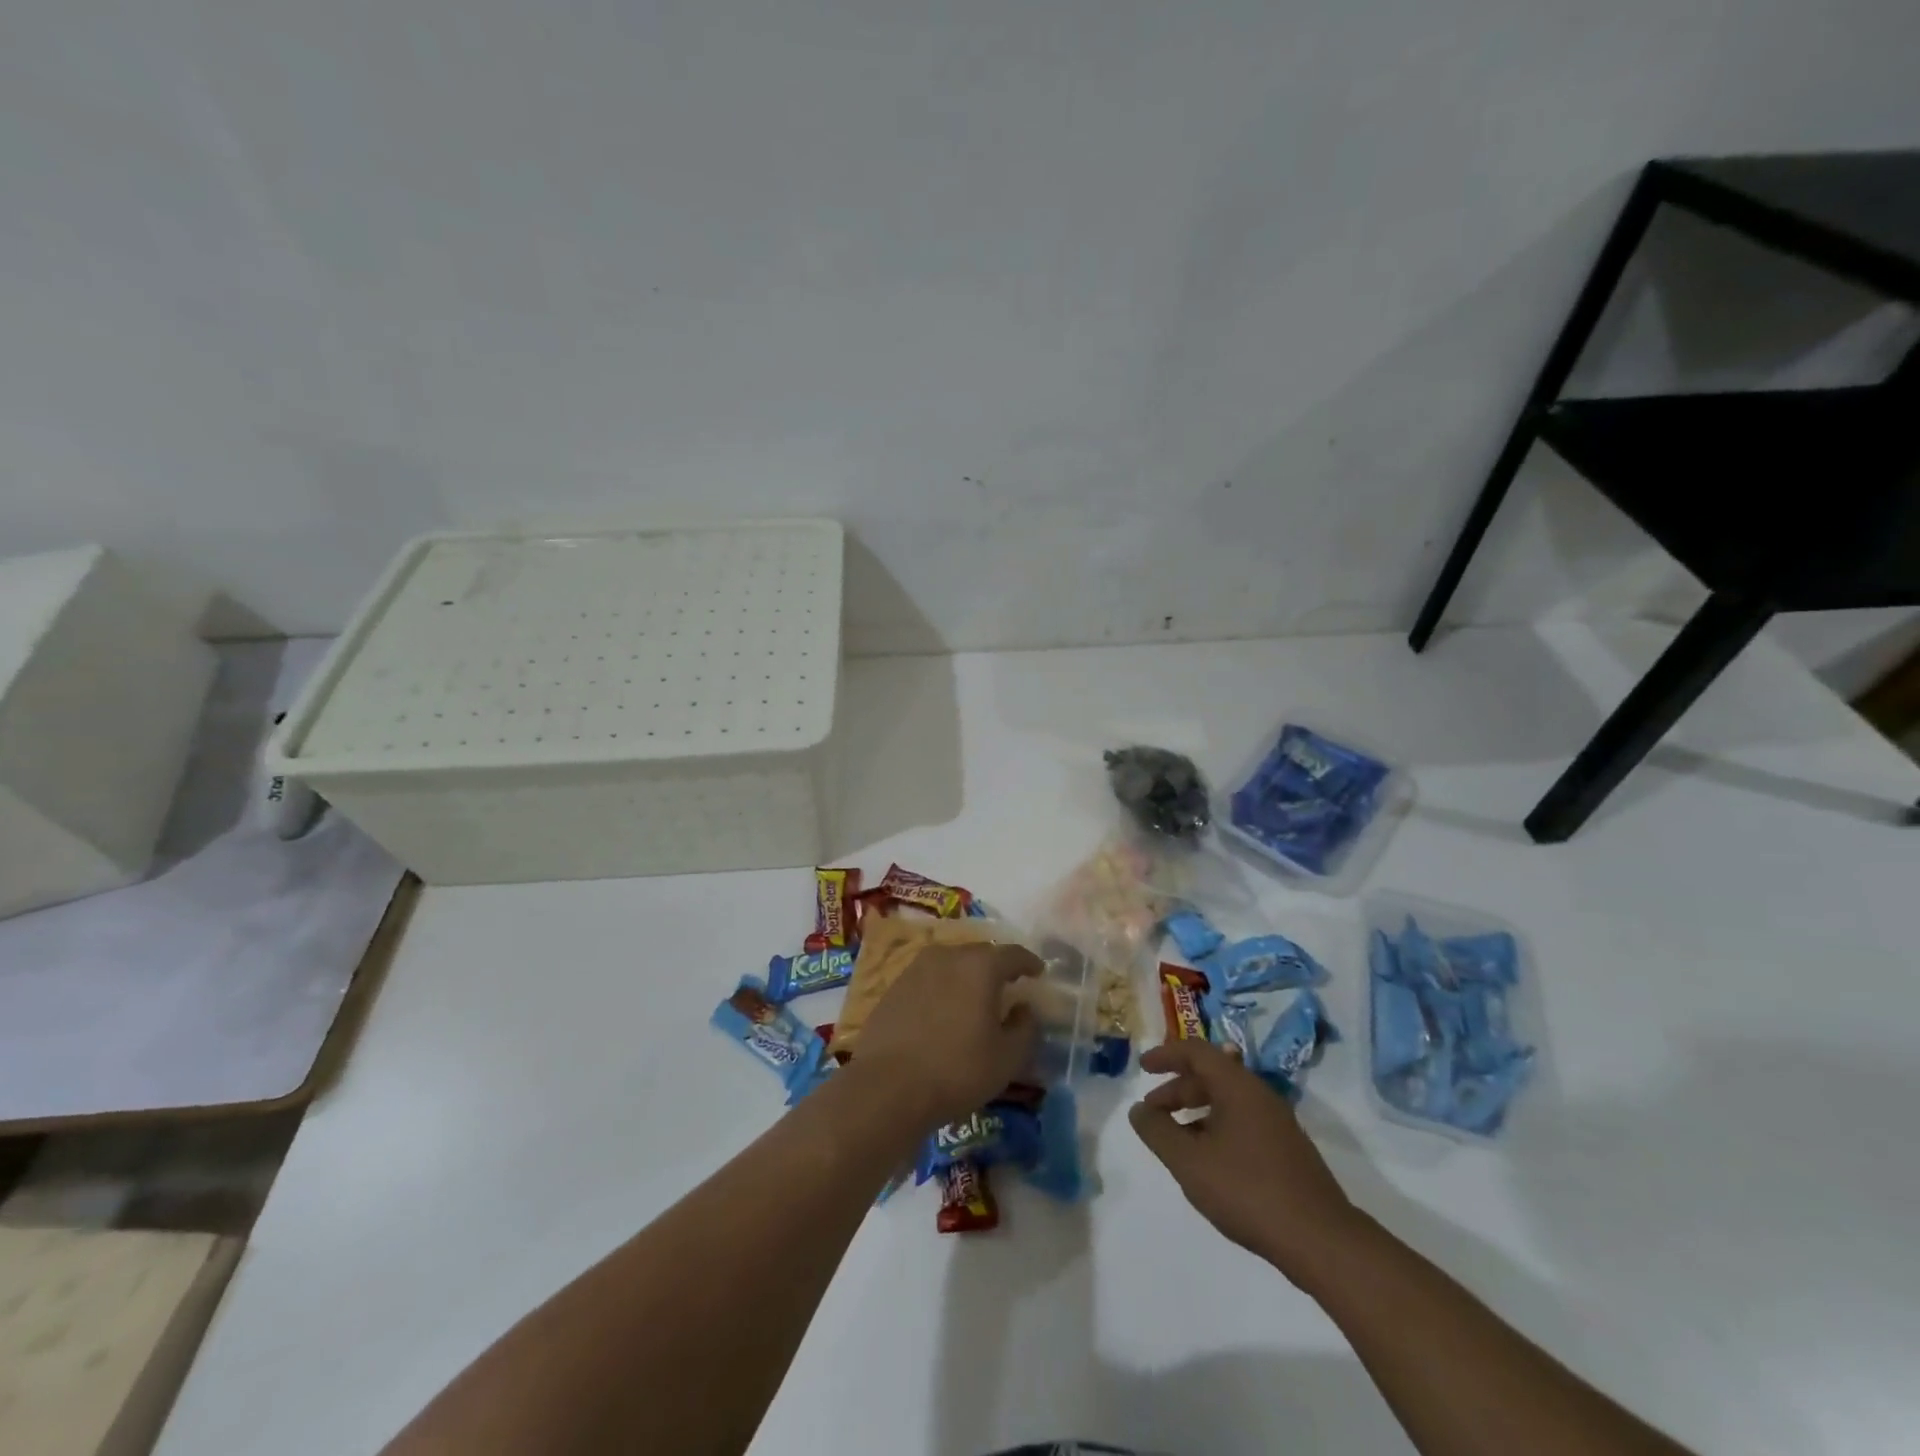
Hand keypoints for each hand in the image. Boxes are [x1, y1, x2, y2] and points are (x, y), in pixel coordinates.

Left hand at [852, 942, 1041, 1128]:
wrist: (887, 1087)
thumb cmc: (957, 1070)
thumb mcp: (1008, 1058)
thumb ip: (1026, 1028)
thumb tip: (1025, 1009)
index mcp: (980, 966)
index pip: (1012, 954)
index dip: (1028, 962)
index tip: (1038, 972)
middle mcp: (948, 956)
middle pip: (980, 955)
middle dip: (997, 968)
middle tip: (1008, 986)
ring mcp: (916, 969)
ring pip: (952, 965)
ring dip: (967, 977)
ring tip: (975, 999)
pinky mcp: (894, 987)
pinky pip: (929, 980)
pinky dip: (942, 989)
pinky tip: (944, 1012)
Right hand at [1129, 1038, 1360, 1284]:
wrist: (1321, 1240)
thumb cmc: (1248, 1190)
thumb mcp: (1190, 1162)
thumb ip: (1158, 1132)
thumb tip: (1138, 1110)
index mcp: (1237, 1086)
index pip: (1196, 1051)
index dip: (1166, 1055)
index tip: (1142, 1068)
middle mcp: (1259, 1095)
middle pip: (1211, 1075)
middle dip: (1177, 1088)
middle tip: (1152, 1111)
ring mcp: (1277, 1122)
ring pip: (1227, 1100)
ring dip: (1195, 1110)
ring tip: (1175, 1139)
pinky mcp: (1287, 1149)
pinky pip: (1242, 1121)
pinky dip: (1215, 1127)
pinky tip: (1207, 1161)